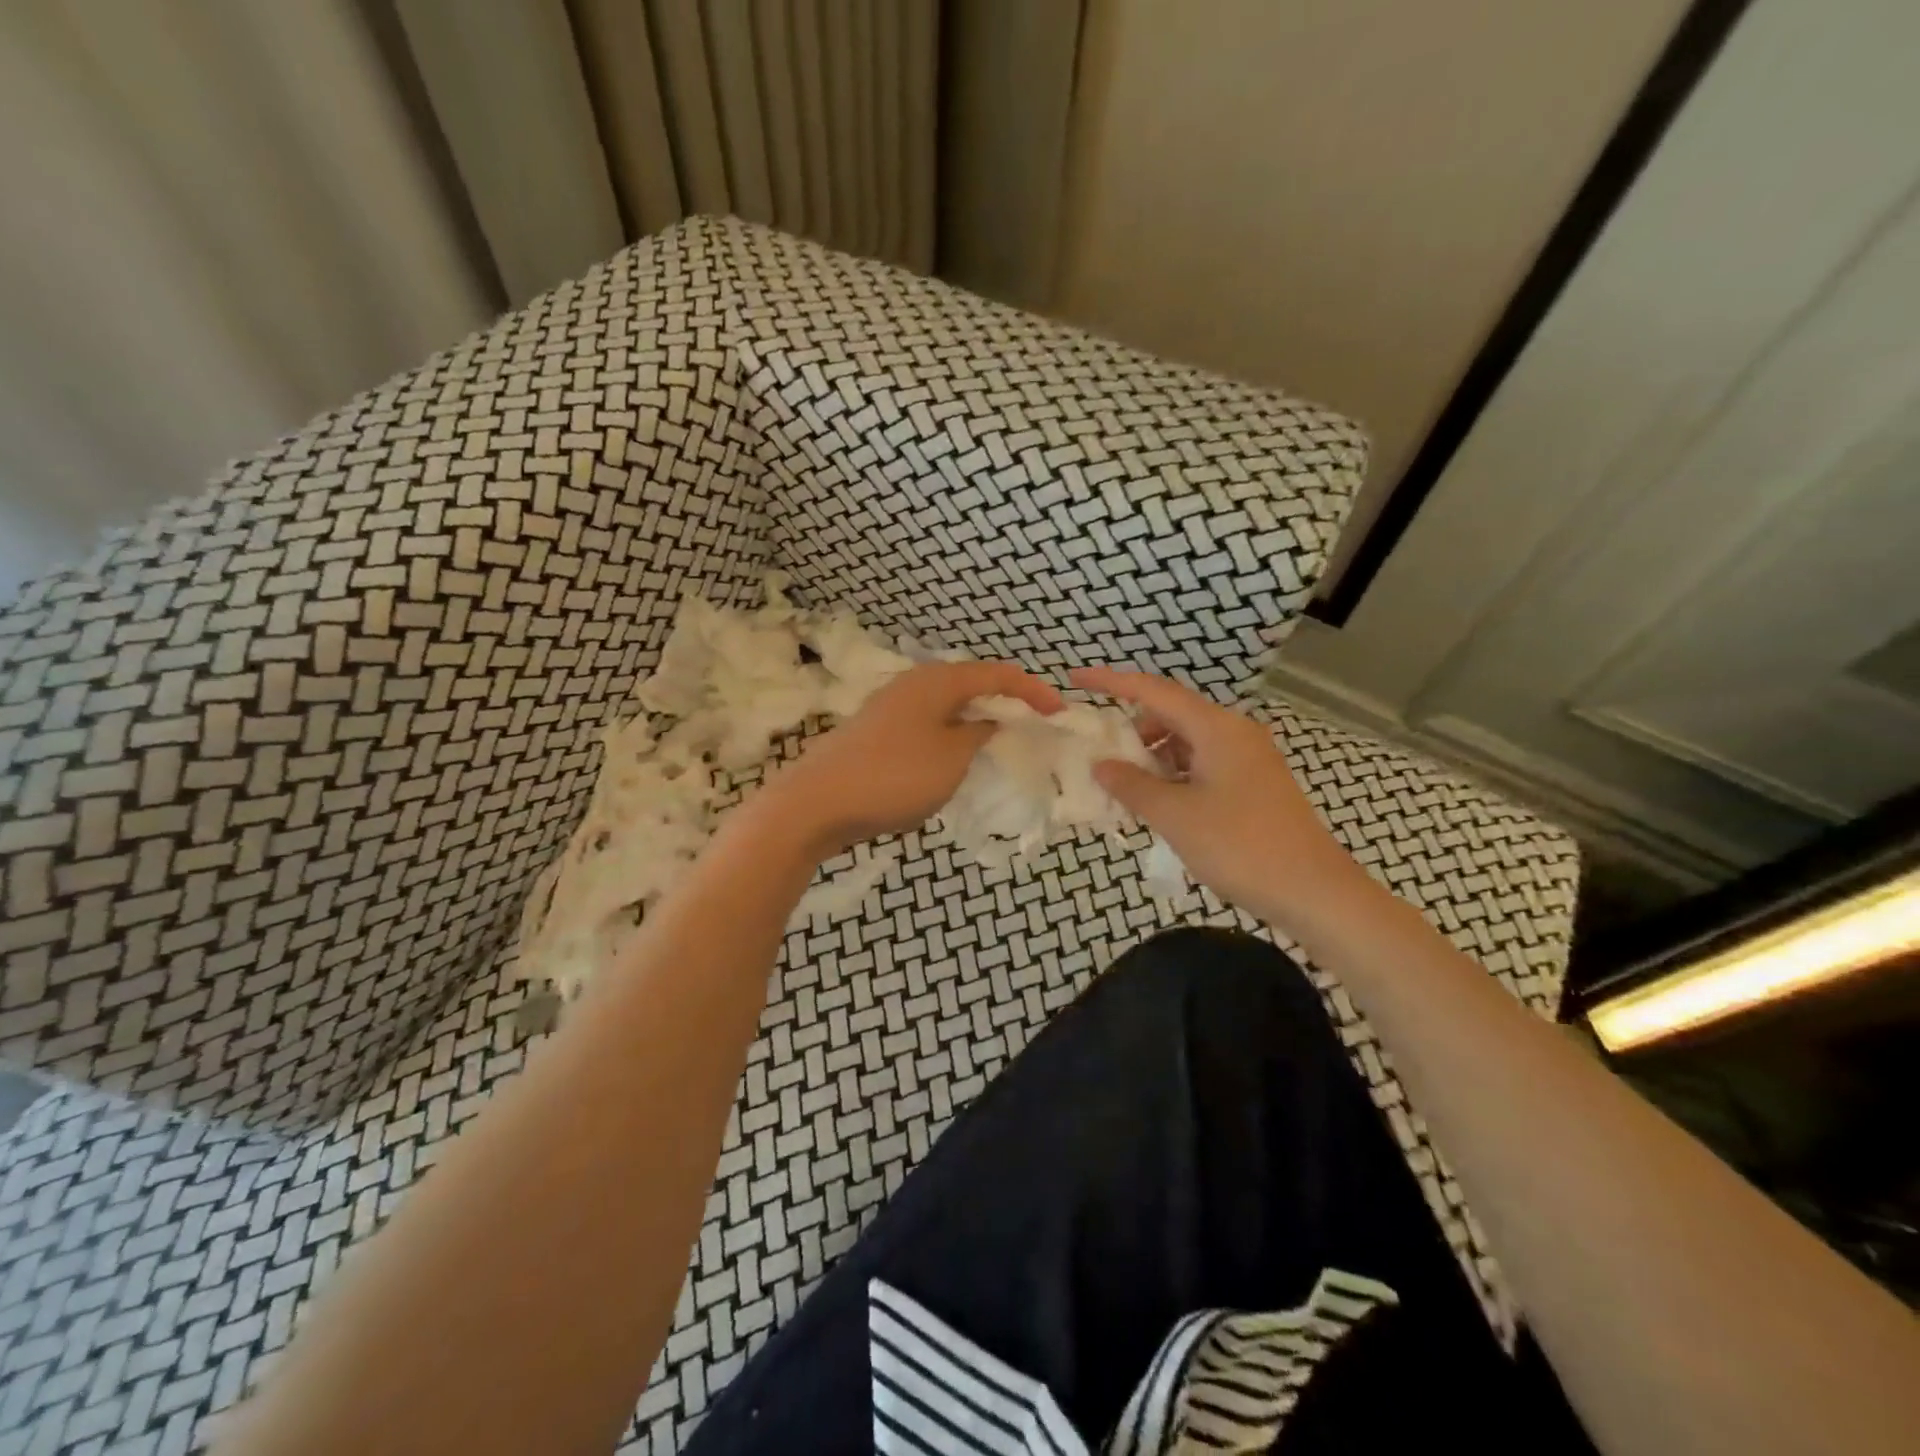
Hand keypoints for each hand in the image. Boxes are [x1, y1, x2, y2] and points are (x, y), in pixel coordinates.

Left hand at [757, 661, 1062, 858]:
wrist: (815, 804)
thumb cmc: (894, 776)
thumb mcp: (952, 758)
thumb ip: (979, 735)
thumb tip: (989, 722)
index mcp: (937, 681)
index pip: (997, 674)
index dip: (1032, 690)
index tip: (1059, 712)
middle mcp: (913, 685)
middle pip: (971, 684)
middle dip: (1005, 701)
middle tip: (1032, 724)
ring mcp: (890, 709)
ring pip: (947, 706)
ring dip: (977, 720)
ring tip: (1000, 741)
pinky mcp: (876, 734)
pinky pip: (928, 726)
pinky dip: (952, 735)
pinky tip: (954, 760)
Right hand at [1071, 666, 1367, 927]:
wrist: (1314, 892)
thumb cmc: (1240, 846)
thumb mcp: (1175, 815)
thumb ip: (1132, 785)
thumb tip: (1101, 765)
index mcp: (1216, 728)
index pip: (1154, 691)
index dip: (1111, 683)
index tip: (1075, 680)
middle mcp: (1234, 733)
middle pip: (1170, 716)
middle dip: (1132, 732)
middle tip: (1101, 761)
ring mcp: (1247, 759)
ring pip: (1186, 743)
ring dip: (1152, 759)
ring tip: (1127, 792)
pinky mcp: (1253, 784)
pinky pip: (1202, 766)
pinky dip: (1174, 777)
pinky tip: (1159, 806)